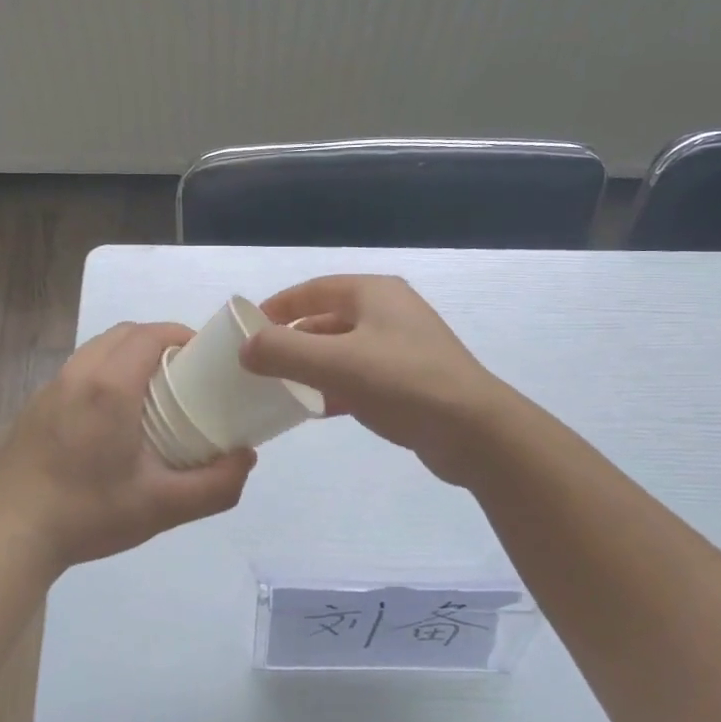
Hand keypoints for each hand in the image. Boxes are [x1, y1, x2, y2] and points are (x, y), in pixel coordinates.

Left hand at [0, 322, 256, 571]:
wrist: (9, 534)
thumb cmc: (88, 513)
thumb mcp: (162, 507)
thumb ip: (215, 485)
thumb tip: (246, 457)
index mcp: (110, 386)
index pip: (151, 334)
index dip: (181, 335)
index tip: (205, 357)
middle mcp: (78, 375)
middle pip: (124, 334)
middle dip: (158, 341)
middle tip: (184, 373)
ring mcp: (50, 388)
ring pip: (97, 349)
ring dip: (128, 355)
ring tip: (151, 392)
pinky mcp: (33, 407)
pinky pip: (77, 371)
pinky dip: (103, 372)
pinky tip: (110, 417)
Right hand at [239, 275, 509, 485]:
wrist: (474, 431)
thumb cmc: (402, 382)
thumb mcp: (335, 363)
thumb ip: (283, 351)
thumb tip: (246, 349)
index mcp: (373, 294)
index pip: (313, 290)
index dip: (278, 306)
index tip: (247, 328)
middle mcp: (388, 313)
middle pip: (327, 319)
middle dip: (291, 340)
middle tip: (259, 363)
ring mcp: (402, 347)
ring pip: (342, 351)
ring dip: (311, 367)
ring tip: (278, 387)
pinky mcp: (409, 381)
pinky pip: (359, 377)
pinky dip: (334, 388)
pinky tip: (314, 410)